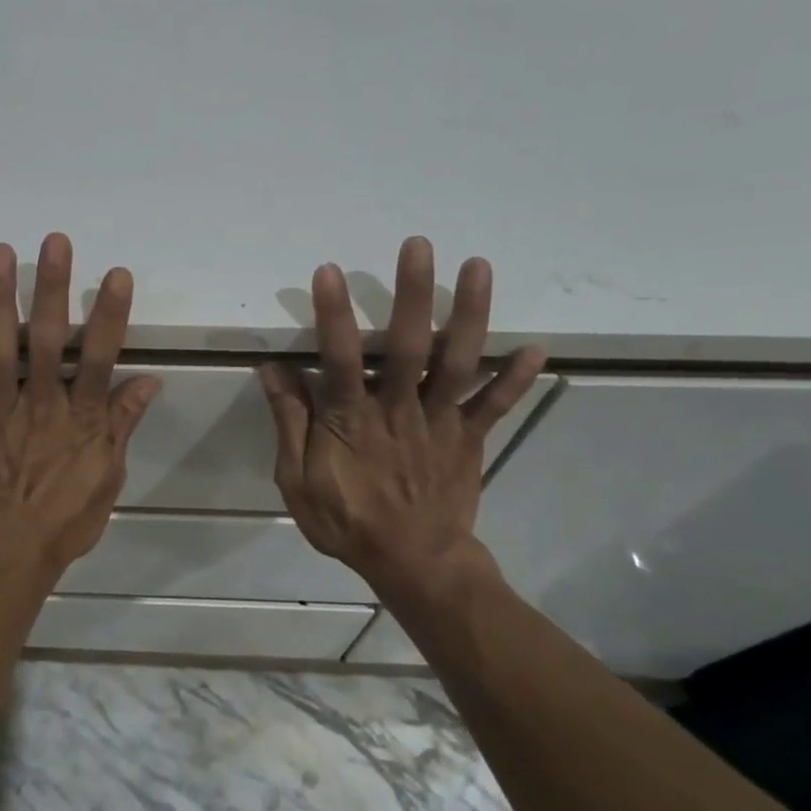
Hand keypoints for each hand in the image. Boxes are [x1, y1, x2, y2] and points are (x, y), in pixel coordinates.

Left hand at [0, 234, 159, 572]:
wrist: (4, 558)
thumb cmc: (63, 521)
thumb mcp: (107, 478)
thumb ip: (121, 425)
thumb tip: (147, 382)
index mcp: (80, 418)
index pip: (100, 357)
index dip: (110, 314)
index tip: (116, 274)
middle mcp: (40, 403)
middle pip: (49, 338)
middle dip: (53, 287)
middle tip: (54, 242)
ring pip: (0, 345)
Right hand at [258, 237, 545, 585]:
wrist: (414, 565)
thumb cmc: (348, 522)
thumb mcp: (298, 480)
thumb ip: (289, 422)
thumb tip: (273, 369)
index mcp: (352, 419)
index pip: (340, 358)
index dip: (334, 314)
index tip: (328, 271)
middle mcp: (399, 409)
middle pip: (409, 345)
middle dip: (413, 293)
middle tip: (418, 245)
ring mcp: (441, 421)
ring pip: (456, 361)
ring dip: (469, 313)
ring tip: (478, 266)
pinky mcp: (469, 438)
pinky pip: (495, 405)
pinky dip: (515, 378)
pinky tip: (536, 347)